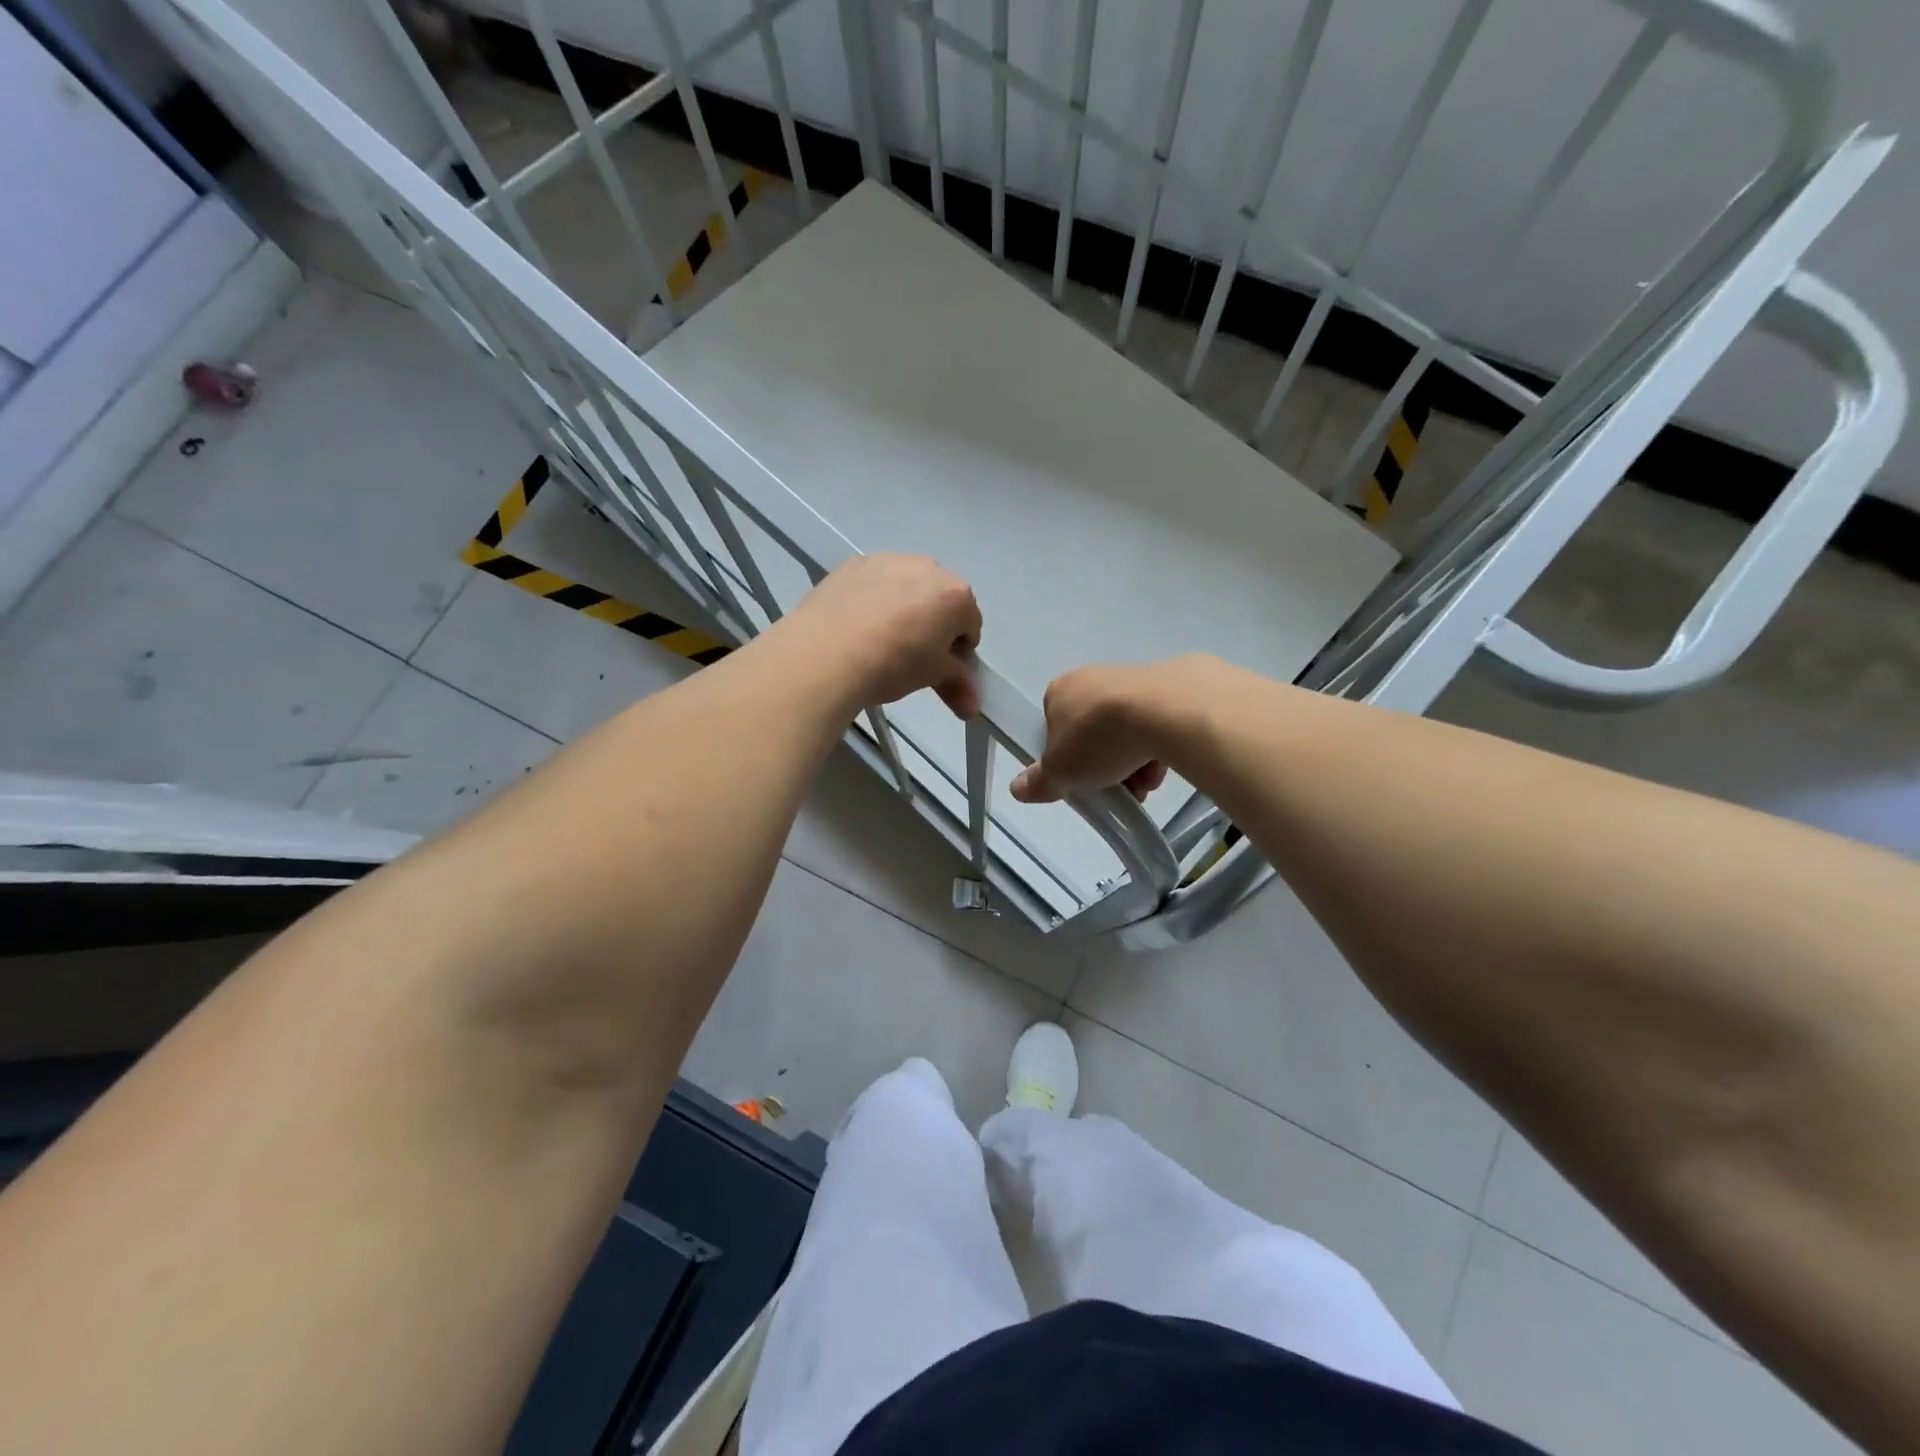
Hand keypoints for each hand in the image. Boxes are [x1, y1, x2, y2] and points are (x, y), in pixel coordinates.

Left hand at [786, 554, 982, 717]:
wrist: (826, 652)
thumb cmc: (892, 664)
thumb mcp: (931, 677)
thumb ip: (957, 685)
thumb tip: (972, 708)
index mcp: (956, 595)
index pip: (970, 624)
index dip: (958, 649)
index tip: (940, 667)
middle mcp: (927, 568)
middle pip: (940, 598)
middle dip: (933, 622)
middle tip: (911, 654)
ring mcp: (888, 560)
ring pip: (906, 585)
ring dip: (903, 606)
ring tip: (879, 638)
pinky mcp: (852, 564)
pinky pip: (874, 582)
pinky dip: (873, 598)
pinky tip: (856, 624)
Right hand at [1010, 661, 1187, 803]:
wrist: (1163, 711)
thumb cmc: (1097, 738)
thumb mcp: (1059, 772)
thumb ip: (1039, 781)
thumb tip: (1018, 788)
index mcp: (1059, 690)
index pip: (1054, 727)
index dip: (1066, 758)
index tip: (1080, 781)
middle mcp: (1092, 678)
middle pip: (1093, 732)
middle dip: (1103, 764)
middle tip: (1115, 789)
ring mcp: (1132, 679)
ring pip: (1126, 730)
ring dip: (1132, 762)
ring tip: (1144, 784)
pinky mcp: (1168, 686)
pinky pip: (1155, 723)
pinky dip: (1157, 746)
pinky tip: (1164, 765)